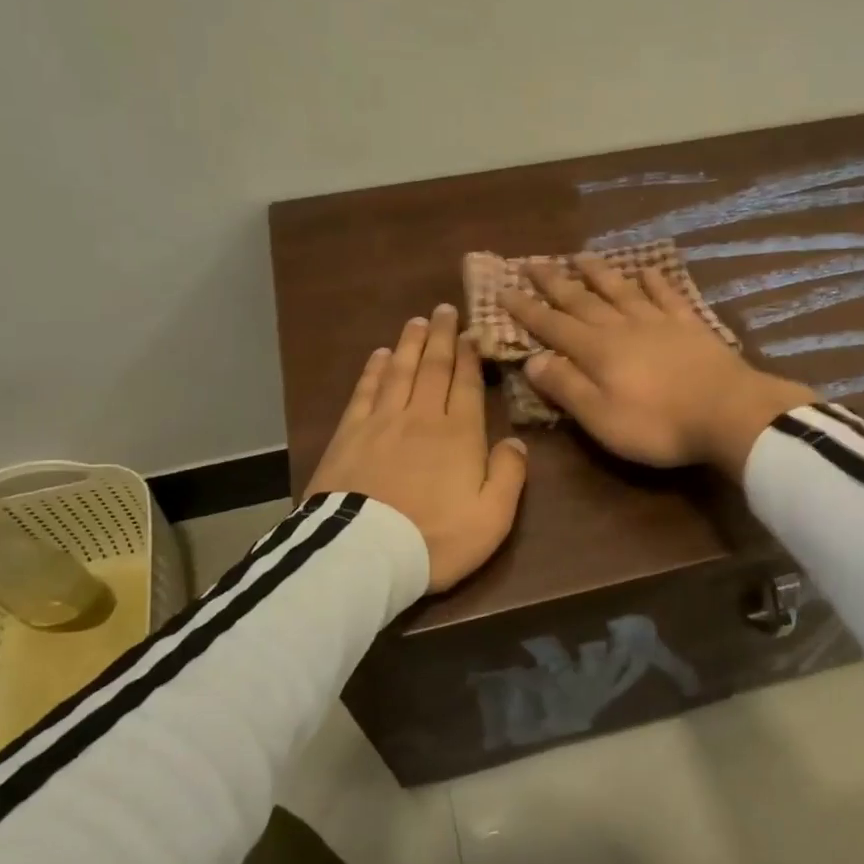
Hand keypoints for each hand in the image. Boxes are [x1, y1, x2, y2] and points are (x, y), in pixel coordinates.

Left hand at [307, 303, 528, 592]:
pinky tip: (378, 355)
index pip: (466, 384)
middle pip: (433, 368)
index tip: (470, 332)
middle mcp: (422, 416)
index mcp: (459, 434)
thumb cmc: (436, 538)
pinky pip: (364, 392)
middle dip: (440, 337)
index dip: (469, 356)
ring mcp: (382, 422)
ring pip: (399, 371)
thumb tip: (515, 440)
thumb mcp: (492, 517)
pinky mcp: (349, 434)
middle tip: (442, 310)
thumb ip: (509, 475)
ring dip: (409, 344)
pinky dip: (373, 370)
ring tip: (416, 322)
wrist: (365, 553)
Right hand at [497, 254, 814, 475]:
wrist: (729, 412)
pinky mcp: (690, 325)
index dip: (526, 309)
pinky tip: (646, 270)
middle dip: (554, 282)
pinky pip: (667, 295)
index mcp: (596, 351)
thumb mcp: (601, 417)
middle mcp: (622, 327)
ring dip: (598, 272)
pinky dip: (654, 281)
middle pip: (582, 300)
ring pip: (621, 289)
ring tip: (579, 255)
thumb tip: (532, 360)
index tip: (503, 289)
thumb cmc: (658, 424)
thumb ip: (566, 387)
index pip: (552, 326)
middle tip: (532, 262)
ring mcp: (658, 321)